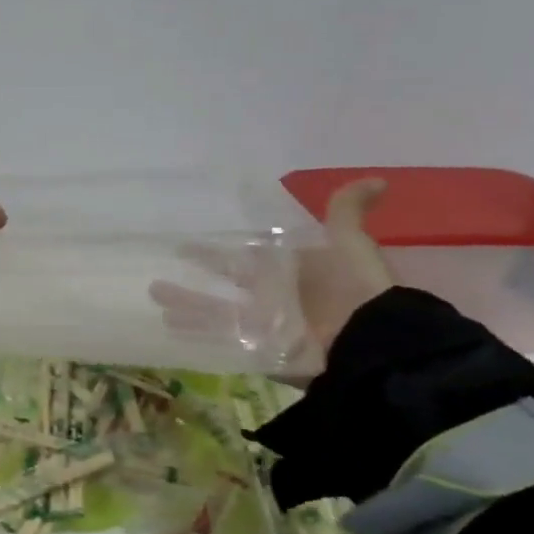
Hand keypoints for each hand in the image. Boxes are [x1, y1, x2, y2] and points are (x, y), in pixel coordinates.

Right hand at [148, 177, 392, 374]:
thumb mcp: (350, 243)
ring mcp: (262, 327)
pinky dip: (198, 338)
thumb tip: (378, 181)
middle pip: (221, 288)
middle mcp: (269, 299)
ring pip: (215, 315)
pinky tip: (168, 330)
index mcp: (285, 272)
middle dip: (191, 284)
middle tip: (156, 279)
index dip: (213, 254)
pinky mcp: (261, 352)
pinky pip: (224, 343)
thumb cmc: (353, 289)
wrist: (367, 341)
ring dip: (186, 307)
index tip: (183, 248)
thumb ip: (348, 212)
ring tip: (154, 298)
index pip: (241, 259)